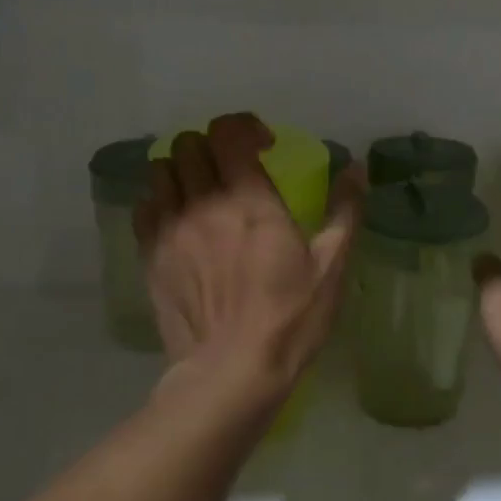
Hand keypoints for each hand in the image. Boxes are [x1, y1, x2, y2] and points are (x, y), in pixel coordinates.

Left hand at [136, 114, 362, 405]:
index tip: (264, 147)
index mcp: (250, 201)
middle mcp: (203, 204)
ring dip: (184, 169)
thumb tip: (356, 168)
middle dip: (215, 147)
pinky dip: (161, 201)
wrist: (231, 373)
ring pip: (162, 169)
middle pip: (190, 144)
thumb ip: (344, 212)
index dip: (245, 127)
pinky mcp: (150, 255)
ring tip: (204, 191)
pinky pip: (144, 206)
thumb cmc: (290, 319)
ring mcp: (170, 229)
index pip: (229, 132)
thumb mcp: (331, 267)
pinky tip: (180, 220)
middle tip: (235, 169)